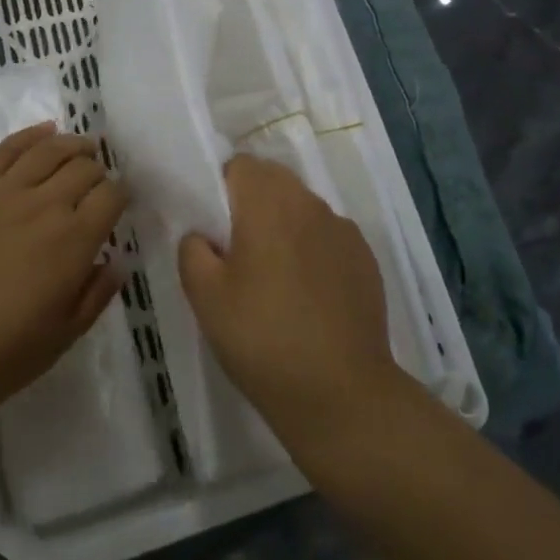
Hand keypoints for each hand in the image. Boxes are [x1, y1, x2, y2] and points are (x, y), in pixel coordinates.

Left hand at [0, 124, 125, 437]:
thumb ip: (95, 296)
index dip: (121, 196)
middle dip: (98, 172)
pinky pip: (7, 148)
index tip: (118, 204)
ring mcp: (4, 191)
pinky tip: (45, 132)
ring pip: (51, 149)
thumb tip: (117, 260)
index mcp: (73, 243)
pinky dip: (32, 135)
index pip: (111, 197)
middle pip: (84, 168)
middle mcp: (45, 206)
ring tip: (82, 149)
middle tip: (96, 184)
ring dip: (73, 145)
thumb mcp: (58, 340)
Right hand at [178, 156, 407, 452]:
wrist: (342, 394)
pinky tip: (309, 296)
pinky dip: (314, 250)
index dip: (222, 189)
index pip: (240, 165)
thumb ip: (193, 250)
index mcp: (268, 202)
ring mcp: (343, 229)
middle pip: (274, 180)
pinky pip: (328, 236)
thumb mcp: (205, 298)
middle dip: (253, 204)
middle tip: (240, 253)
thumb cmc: (263, 339)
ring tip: (276, 279)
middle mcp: (309, 203)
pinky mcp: (366, 258)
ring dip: (285, 226)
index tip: (216, 229)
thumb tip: (203, 235)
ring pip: (303, 208)